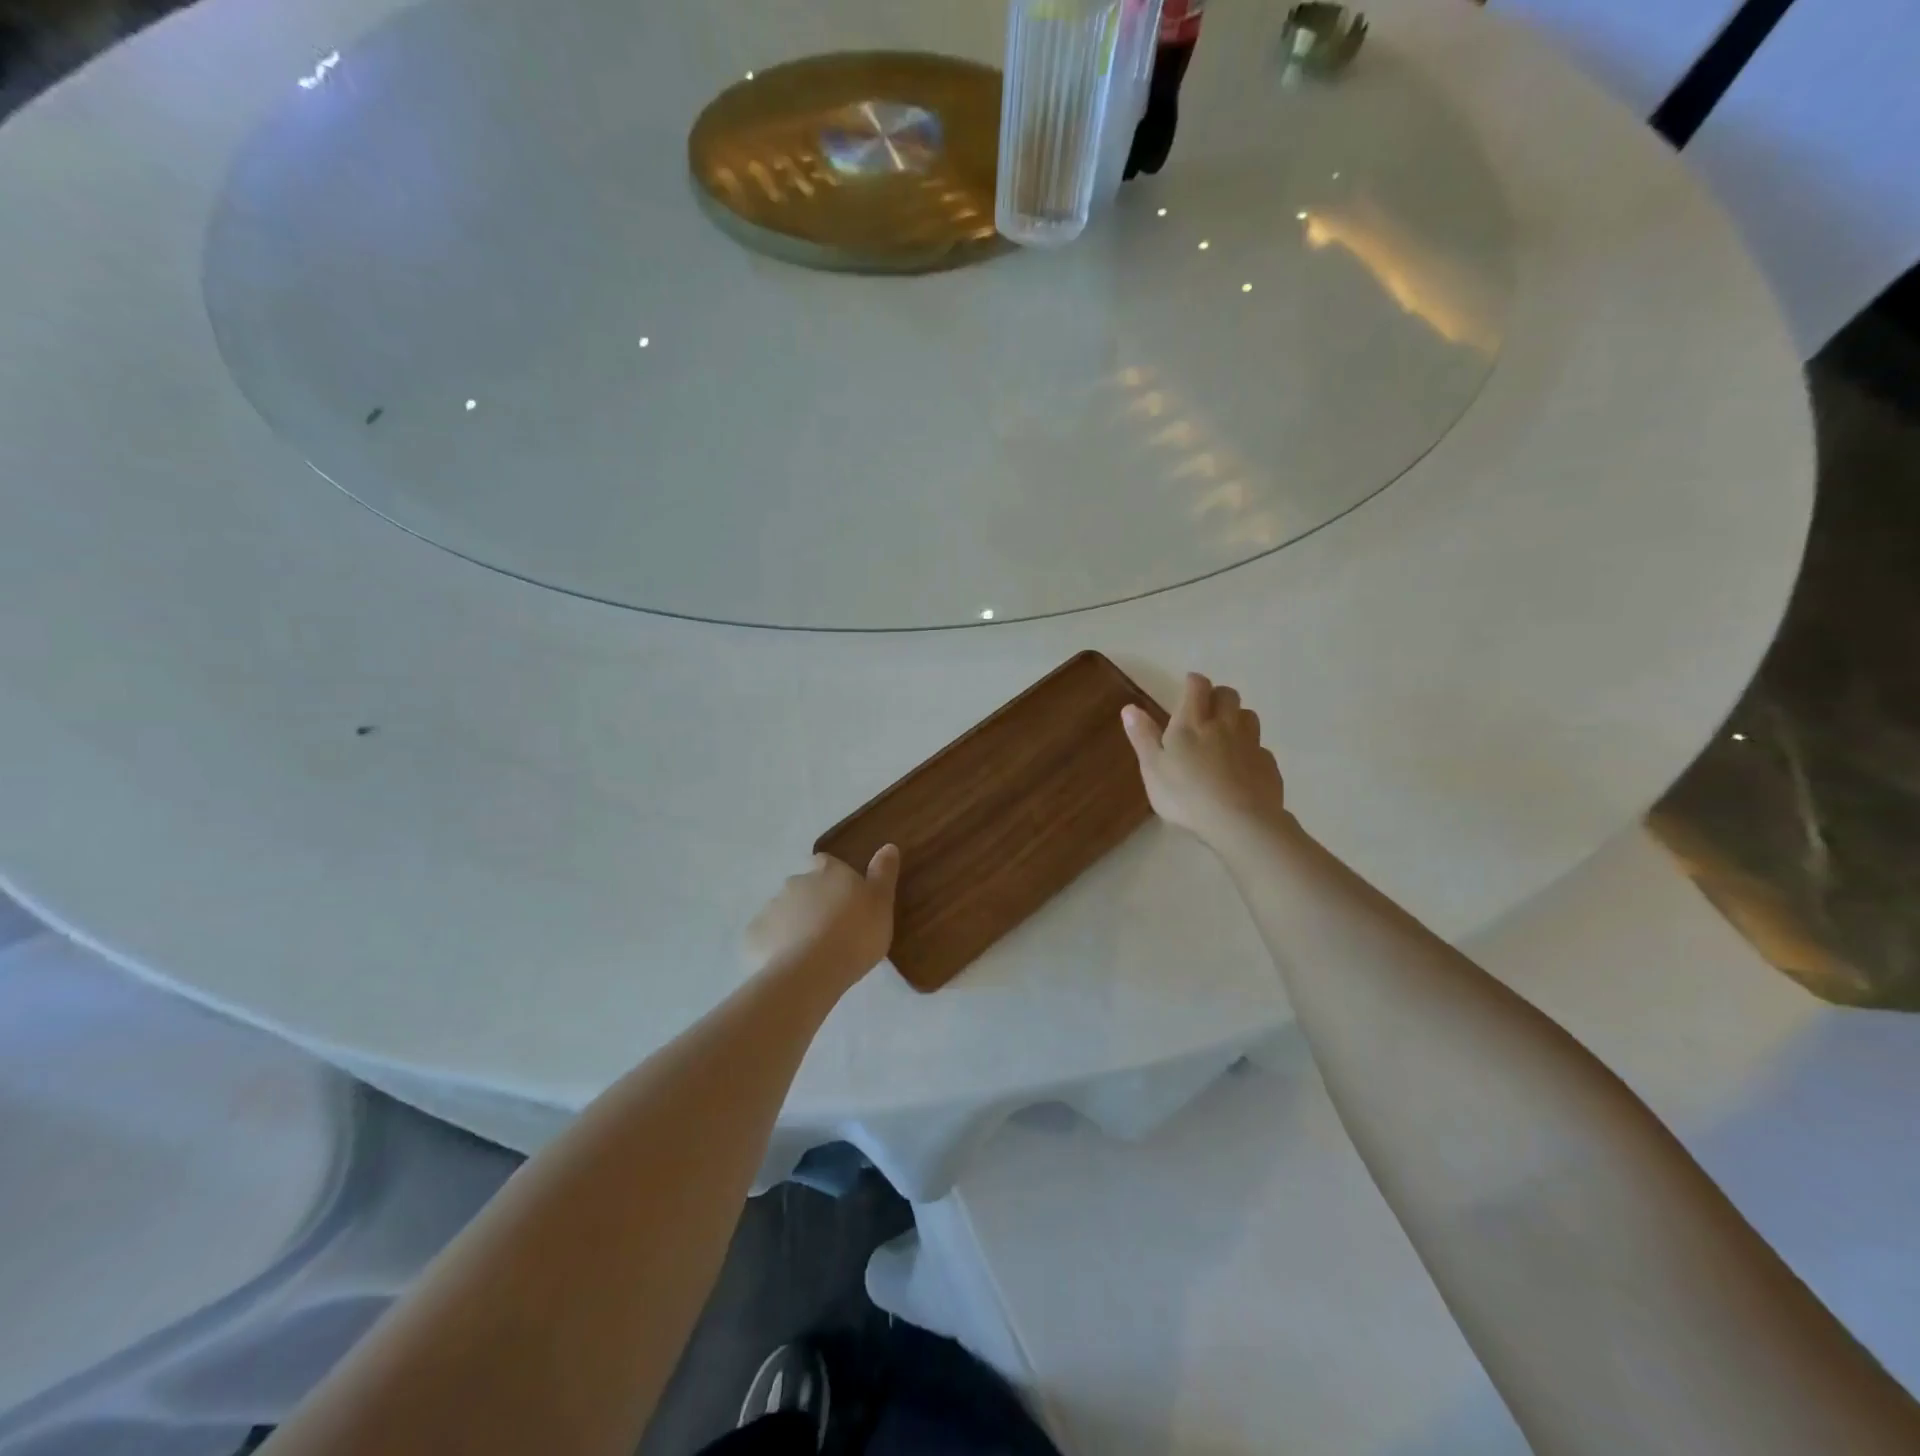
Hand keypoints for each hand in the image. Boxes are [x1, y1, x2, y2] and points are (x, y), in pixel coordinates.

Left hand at [745, 846, 900, 983]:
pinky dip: (776, 946)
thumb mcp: (882, 903)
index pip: (827, 863)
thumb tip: (888, 846)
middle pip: (804, 887)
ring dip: (795, 923)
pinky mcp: (755, 935)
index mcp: (827, 871)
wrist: (810, 972)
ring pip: (784, 911)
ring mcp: (772, 907)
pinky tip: (789, 965)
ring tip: (812, 952)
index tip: (844, 897)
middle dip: (813, 902)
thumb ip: (883, 873)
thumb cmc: (855, 934)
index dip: (834, 877)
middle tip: (831, 929)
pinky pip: (767, 937)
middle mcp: (796, 881)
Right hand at [1123, 673, 1287, 844]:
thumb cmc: (1185, 796)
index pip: (1197, 687)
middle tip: (1205, 709)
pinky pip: (1260, 747)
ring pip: (1249, 716)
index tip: (1188, 685)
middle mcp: (1224, 725)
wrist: (1239, 823)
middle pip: (1228, 695)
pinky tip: (1241, 766)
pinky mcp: (1267, 765)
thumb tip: (1130, 708)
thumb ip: (1143, 737)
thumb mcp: (1153, 768)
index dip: (1193, 682)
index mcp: (1192, 723)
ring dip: (1237, 717)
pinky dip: (1250, 749)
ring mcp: (1250, 744)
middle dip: (1217, 695)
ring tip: (1225, 733)